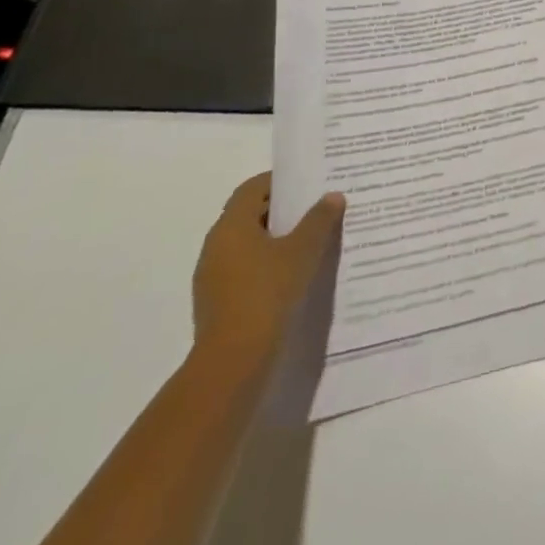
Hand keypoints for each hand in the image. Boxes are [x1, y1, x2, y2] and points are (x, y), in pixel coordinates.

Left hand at [192, 173, 345, 366]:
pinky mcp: (218, 303)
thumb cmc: (267, 293)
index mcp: (230, 226)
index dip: (280, 181)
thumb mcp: (302, 251)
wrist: (233, 363)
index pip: (253, 188)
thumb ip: (319, 220)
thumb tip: (332, 196)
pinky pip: (246, 270)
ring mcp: (213, 278)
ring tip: (312, 241)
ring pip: (248, 245)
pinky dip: (268, 265)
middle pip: (250, 215)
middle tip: (317, 208)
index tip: (309, 183)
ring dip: (276, 239)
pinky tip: (294, 275)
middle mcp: (216, 246)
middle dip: (283, 210)